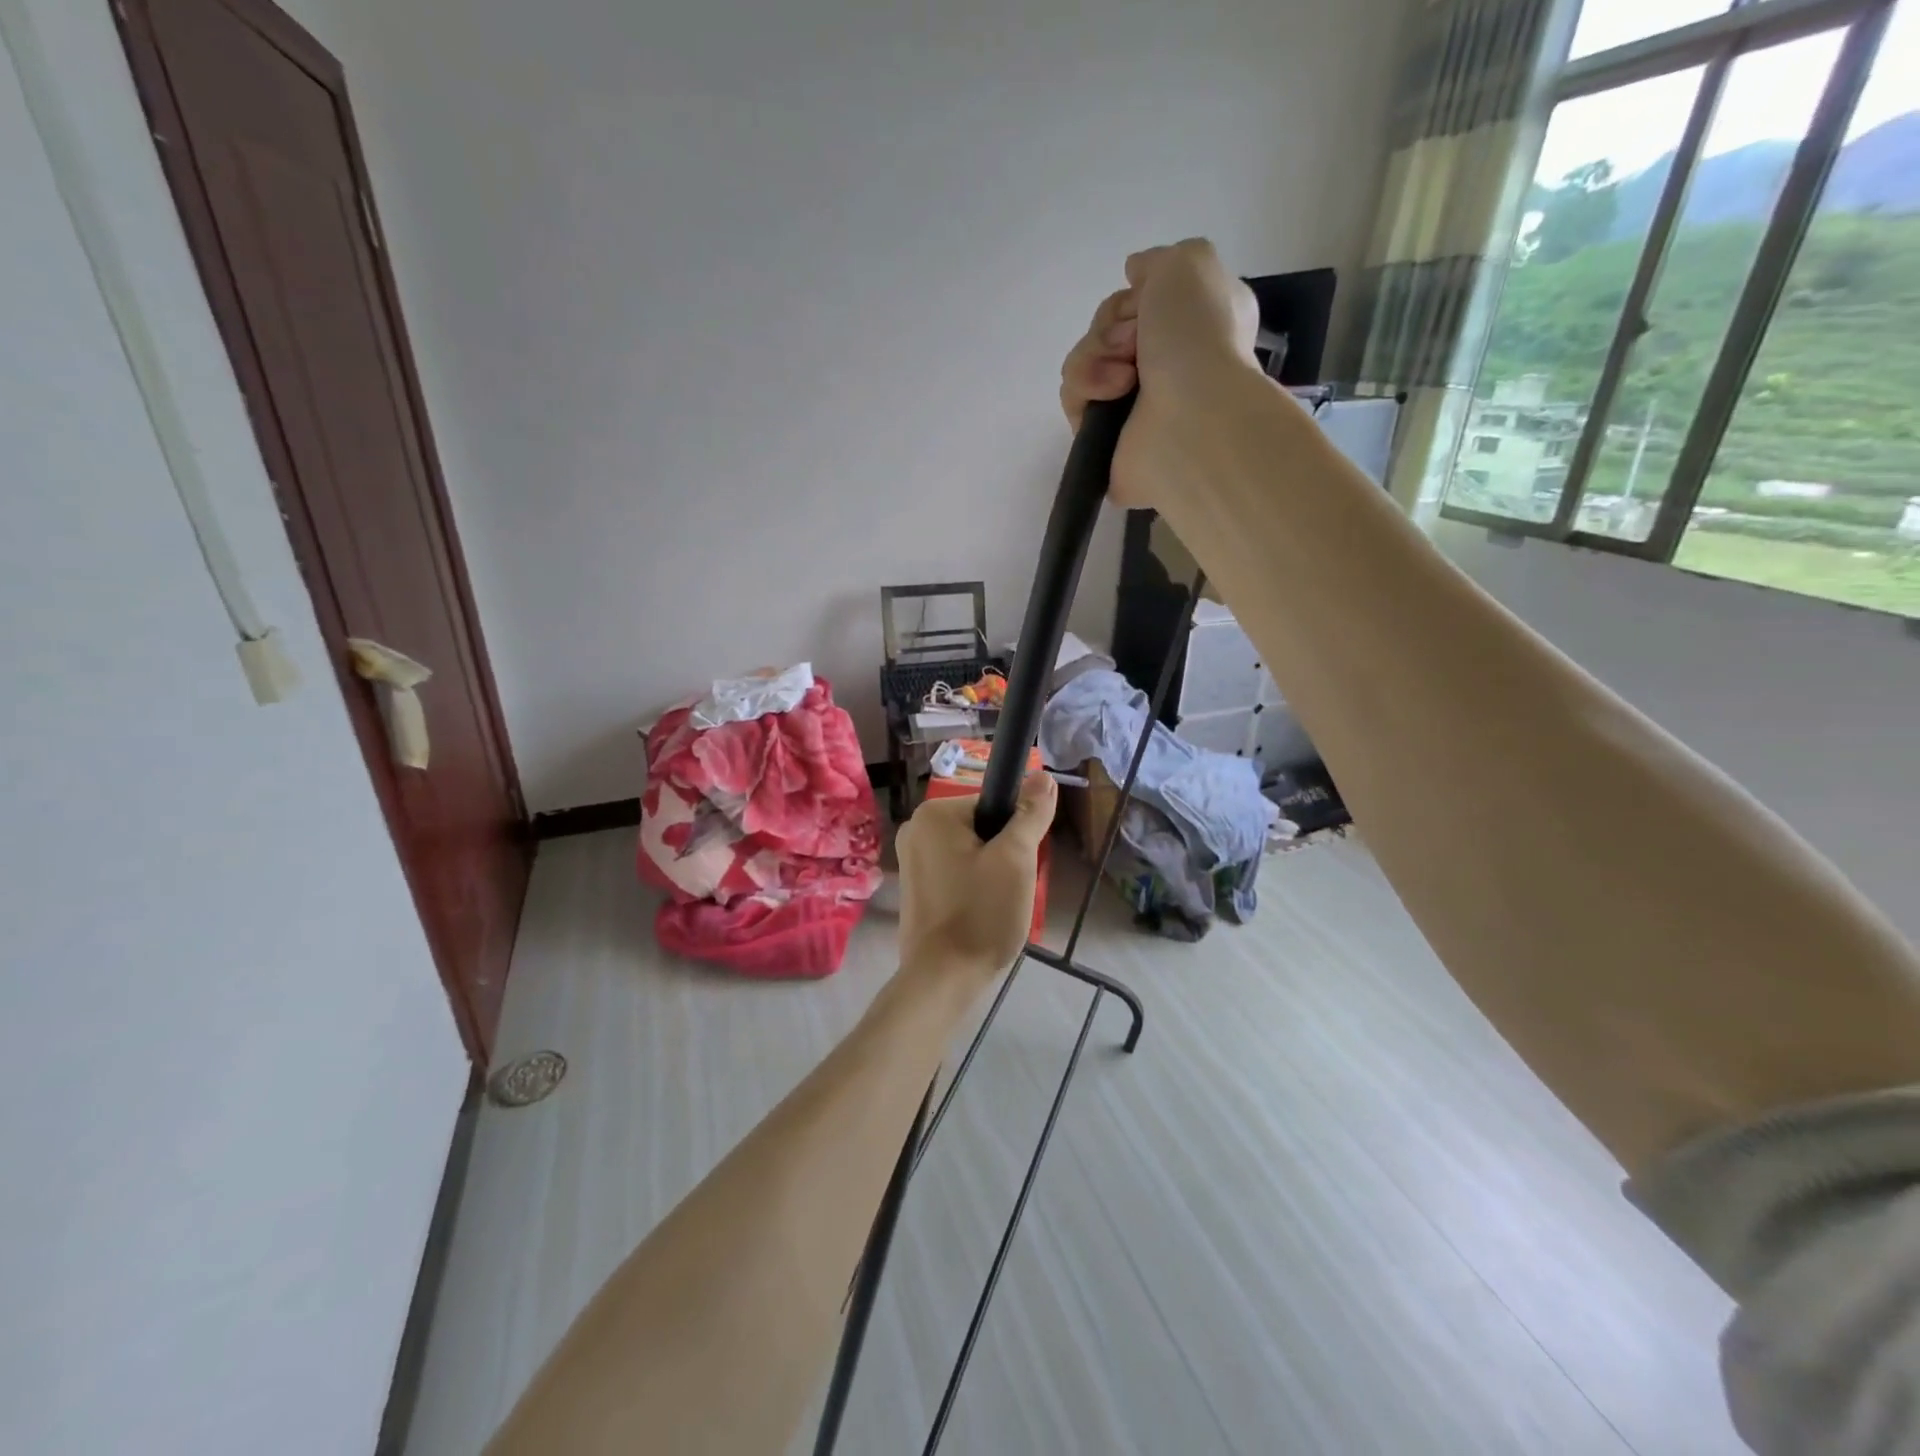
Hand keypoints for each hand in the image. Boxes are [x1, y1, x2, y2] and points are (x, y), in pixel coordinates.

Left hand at [896, 774, 1056, 987]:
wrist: (943, 978)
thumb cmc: (981, 913)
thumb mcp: (1016, 859)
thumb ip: (1030, 814)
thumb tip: (1042, 776)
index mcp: (933, 814)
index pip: (994, 804)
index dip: (1016, 832)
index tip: (1020, 864)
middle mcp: (915, 828)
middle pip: (982, 827)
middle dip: (1004, 854)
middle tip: (1011, 887)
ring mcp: (911, 859)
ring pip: (973, 851)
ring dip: (993, 872)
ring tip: (998, 904)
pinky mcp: (915, 887)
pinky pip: (957, 872)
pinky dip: (975, 886)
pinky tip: (981, 912)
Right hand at [1059, 239, 1262, 507]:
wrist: (1191, 419)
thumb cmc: (1199, 339)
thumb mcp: (1190, 264)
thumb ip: (1158, 259)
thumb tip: (1134, 272)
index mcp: (1192, 324)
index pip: (1139, 299)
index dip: (1134, 297)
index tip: (1146, 302)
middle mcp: (1163, 362)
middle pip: (1106, 328)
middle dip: (1111, 327)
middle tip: (1134, 344)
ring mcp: (1132, 402)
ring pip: (1085, 360)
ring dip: (1096, 356)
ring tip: (1125, 378)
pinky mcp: (1104, 436)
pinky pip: (1074, 397)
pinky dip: (1086, 389)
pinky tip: (1111, 396)